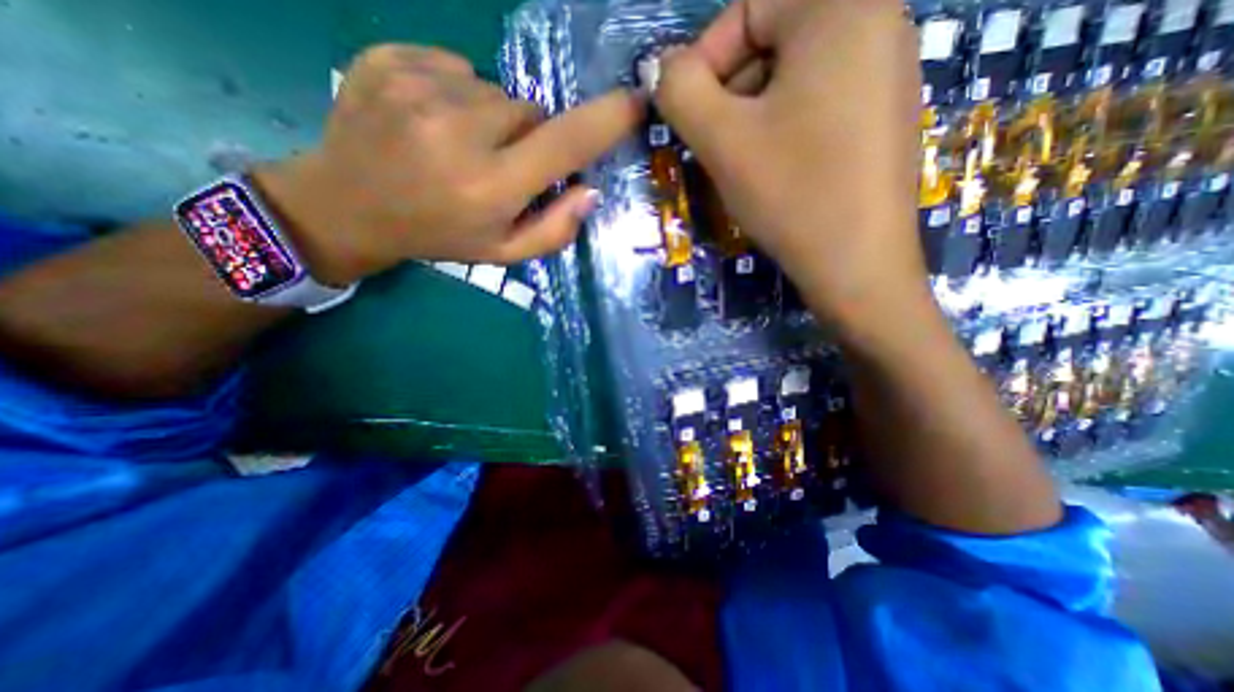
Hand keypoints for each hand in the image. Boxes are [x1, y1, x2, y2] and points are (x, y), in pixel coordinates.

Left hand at [252, 44, 646, 285]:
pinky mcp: (390, 58)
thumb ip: (554, 230)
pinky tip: (432, 122)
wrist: (347, 206)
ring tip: (460, 147)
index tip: (635, 103)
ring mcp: (419, 88)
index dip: (606, 120)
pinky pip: (456, 67)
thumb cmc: (438, 236)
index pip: (564, 143)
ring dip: (492, 118)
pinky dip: (457, 93)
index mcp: (490, 186)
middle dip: (529, 138)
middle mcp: (459, 132)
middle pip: (531, 112)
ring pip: (495, 90)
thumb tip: (590, 192)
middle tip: (499, 166)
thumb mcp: (503, 252)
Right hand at [655, 1, 923, 330]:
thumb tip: (661, 68)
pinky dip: (782, 131)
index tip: (687, 114)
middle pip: (773, 41)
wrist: (856, 265)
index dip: (705, 60)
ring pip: (792, 79)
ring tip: (740, 164)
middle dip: (730, 94)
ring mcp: (888, 72)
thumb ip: (679, 90)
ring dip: (751, 117)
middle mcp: (878, 23)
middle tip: (714, 146)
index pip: (749, 7)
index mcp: (843, 5)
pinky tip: (775, 171)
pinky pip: (817, 105)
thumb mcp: (722, 139)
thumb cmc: (791, 193)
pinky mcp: (884, 116)